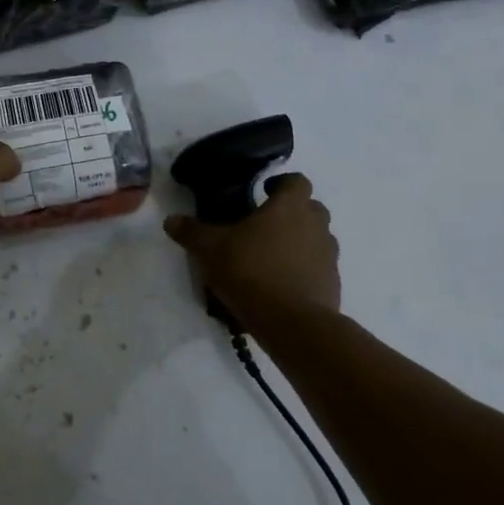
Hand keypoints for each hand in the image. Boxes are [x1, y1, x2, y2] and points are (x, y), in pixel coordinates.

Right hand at [164, 174, 341, 333]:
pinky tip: (281, 284)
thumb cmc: (252, 271)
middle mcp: (315, 226)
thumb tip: (171, 219)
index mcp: (290, 207)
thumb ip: (192, 232)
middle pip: (311, 208)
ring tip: (272, 256)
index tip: (264, 191)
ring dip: (300, 241)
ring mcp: (329, 256)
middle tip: (265, 224)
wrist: (293, 324)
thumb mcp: (211, 249)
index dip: (282, 183)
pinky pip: (318, 268)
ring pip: (317, 238)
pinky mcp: (332, 285)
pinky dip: (304, 270)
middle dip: (292, 212)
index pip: (297, 181)